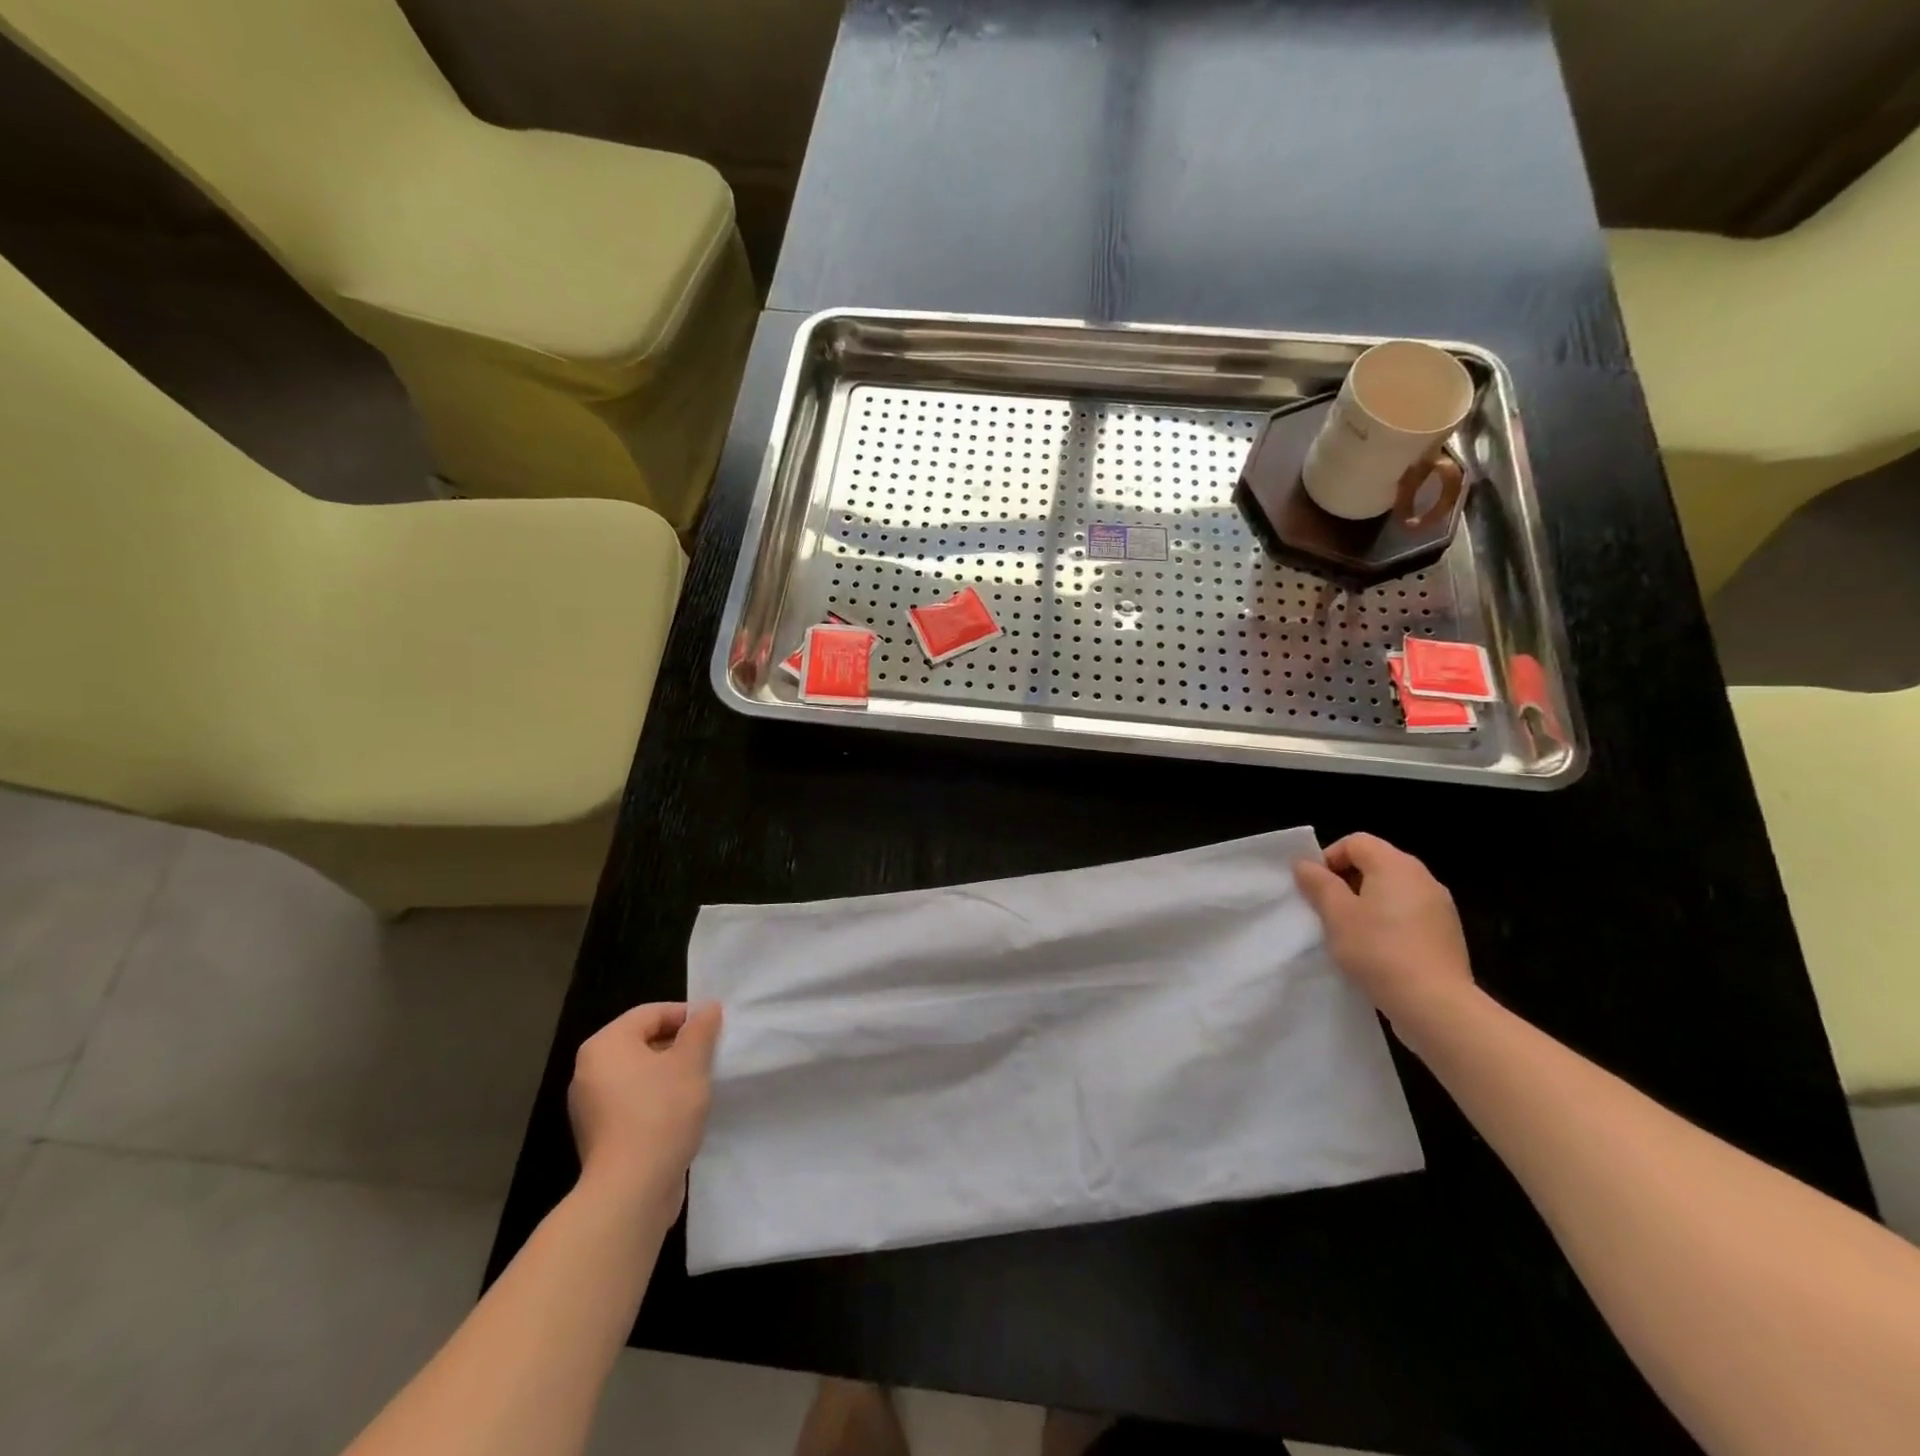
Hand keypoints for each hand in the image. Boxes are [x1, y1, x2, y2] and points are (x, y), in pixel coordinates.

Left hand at [568, 1001, 722, 1218]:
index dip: (686, 1016)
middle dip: (679, 1045)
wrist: (631, 1191)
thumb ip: (700, 1030)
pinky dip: (657, 1100)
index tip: (715, 1029)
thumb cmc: (660, 1113)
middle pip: (643, 1042)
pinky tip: (682, 1113)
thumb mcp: (690, 1063)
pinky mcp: (601, 1135)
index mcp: (605, 1045)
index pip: (650, 1013)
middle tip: (711, 1055)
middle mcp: (589, 1071)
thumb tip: (707, 1007)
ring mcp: (591, 1106)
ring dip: (670, 1074)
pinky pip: (633, 1102)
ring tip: (701, 1084)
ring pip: (639, 1074)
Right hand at [1293, 834, 1477, 1038]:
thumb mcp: (1336, 914)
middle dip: (1346, 882)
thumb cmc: (1378, 950)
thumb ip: (1318, 884)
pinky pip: (1409, 914)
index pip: (1355, 842)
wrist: (1436, 1004)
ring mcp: (1440, 906)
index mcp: (1395, 865)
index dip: (1329, 858)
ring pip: (1392, 891)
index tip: (1315, 888)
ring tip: (1351, 933)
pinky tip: (1378, 951)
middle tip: (1328, 911)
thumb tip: (1304, 864)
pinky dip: (1389, 922)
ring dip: (1367, 903)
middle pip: (1375, 863)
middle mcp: (1423, 877)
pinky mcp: (1447, 933)